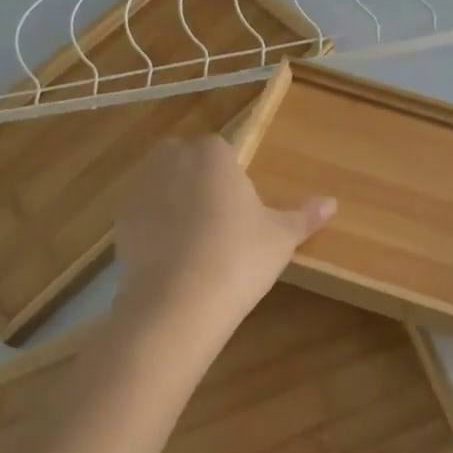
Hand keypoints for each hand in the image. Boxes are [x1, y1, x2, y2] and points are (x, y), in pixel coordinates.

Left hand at [111, 135, 335, 347]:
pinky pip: (143, 214)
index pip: (220, 149)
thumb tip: (332, 202)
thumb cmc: (238, 258)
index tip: (242, 208)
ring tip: (195, 242)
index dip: (231, 177)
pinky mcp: (120, 221)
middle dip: (199, 180)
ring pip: (161, 185)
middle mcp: (170, 160)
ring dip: (174, 202)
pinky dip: (155, 227)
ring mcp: (140, 189)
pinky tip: (172, 258)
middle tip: (220, 222)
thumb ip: (304, 216)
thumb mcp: (280, 237)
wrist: (177, 303)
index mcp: (211, 153)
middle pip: (186, 160)